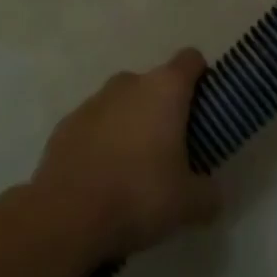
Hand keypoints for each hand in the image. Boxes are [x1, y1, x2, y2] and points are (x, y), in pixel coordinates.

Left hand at [32, 50, 221, 257]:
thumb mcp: (189, 204)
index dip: (201, 77)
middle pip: (154, 84)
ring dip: (131, 124)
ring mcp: (92, 102)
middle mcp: (128, 84)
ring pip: (122, 103)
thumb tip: (211, 194)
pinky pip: (94, 125)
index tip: (204, 107)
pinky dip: (102, 141)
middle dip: (164, 109)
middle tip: (172, 148)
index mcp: (164, 90)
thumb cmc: (139, 195)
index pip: (190, 60)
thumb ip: (208, 193)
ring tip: (135, 168)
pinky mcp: (65, 124)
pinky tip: (103, 176)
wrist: (67, 216)